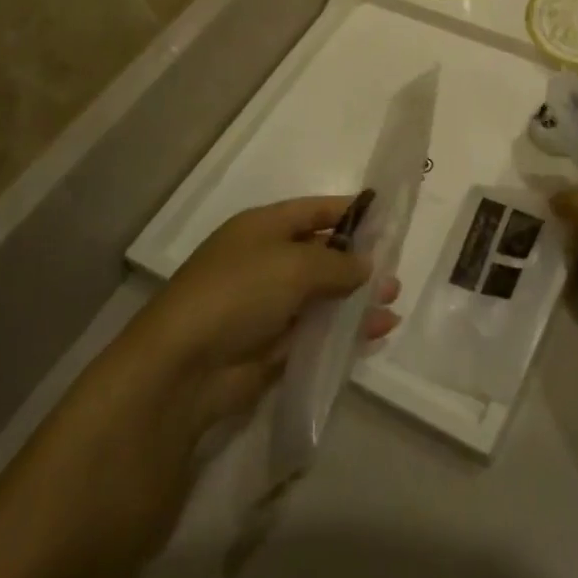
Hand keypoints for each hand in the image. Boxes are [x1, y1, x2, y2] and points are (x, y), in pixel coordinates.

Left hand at [136, 198, 401, 431]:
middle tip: (395, 268)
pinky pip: (319, 330)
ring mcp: (269, 304)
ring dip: (358, 297)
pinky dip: (347, 328)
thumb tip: (366, 266)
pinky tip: (378, 330)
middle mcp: (266, 261)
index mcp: (263, 228)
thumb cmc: (239, 292)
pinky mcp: (274, 345)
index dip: (349, 212)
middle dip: (358, 260)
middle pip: (322, 253)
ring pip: (324, 294)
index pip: (314, 210)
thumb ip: (338, 264)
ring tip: (393, 301)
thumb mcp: (296, 265)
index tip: (387, 218)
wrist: (183, 368)